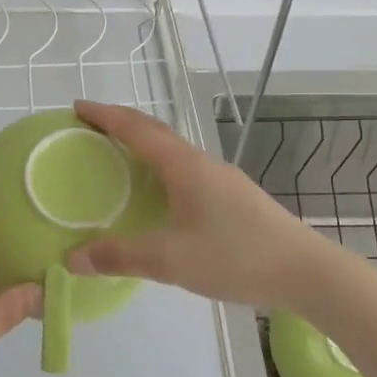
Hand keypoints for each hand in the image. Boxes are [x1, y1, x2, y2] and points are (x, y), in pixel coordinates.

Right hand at [66, 100, 326, 308]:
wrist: (305, 270)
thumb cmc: (236, 256)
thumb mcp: (172, 260)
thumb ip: (120, 256)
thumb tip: (71, 259)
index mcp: (185, 166)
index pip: (137, 129)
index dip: (105, 115)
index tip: (77, 106)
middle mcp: (202, 163)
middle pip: (155, 132)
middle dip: (121, 125)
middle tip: (90, 128)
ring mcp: (221, 178)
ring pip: (173, 152)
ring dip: (143, 146)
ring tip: (117, 157)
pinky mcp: (233, 197)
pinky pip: (186, 170)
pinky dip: (160, 169)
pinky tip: (158, 195)